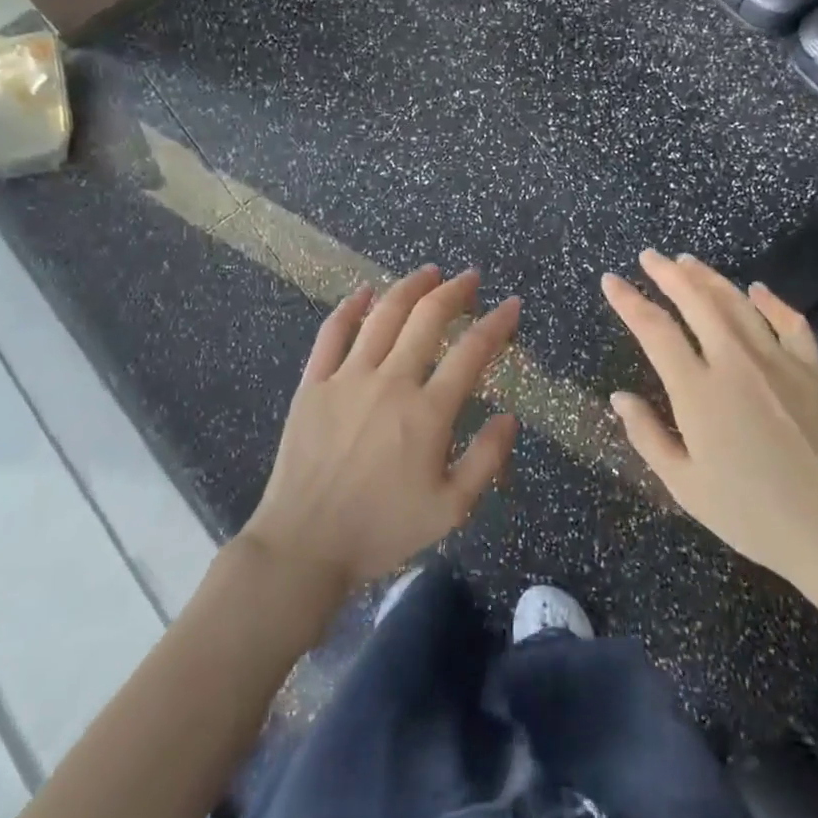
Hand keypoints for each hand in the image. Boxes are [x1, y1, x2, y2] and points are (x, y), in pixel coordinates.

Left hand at [242, 266, 521, 591]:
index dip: (497, 323)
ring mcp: (347, 379)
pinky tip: (364, 292)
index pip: (472, 352)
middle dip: (455, 292)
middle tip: (470, 278)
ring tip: (429, 272)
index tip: (512, 305)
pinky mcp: (313, 384)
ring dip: (409, 288)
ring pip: (383, 316)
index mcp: (428, 413)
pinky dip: (350, 308)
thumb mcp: (451, 509)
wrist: (305, 544)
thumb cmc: (382, 530)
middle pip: (427, 319)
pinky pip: (332, 334)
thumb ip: (487, 459)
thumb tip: (509, 416)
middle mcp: (390, 383)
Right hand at [602, 250, 817, 613]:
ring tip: (688, 262)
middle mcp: (735, 362)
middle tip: (649, 256)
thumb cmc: (753, 515)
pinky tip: (757, 290)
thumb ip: (647, 436)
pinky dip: (771, 301)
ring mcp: (779, 361)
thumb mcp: (685, 486)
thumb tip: (620, 396)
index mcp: (698, 390)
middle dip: (668, 274)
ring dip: (710, 278)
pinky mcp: (814, 371)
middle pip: (697, 301)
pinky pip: (790, 323)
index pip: (654, 329)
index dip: (629, 301)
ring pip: (738, 303)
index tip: (611, 281)